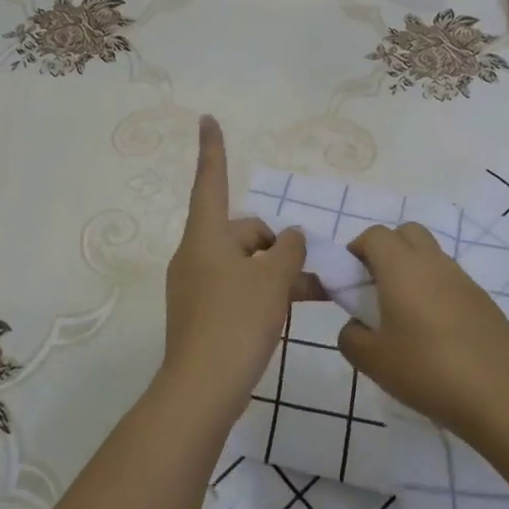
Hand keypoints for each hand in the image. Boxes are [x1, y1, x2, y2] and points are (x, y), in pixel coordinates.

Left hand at [161, 116, 309, 426]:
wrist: (202, 390)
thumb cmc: (236, 322)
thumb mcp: (273, 280)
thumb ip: (288, 251)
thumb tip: (291, 237)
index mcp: (205, 237)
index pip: (210, 181)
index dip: (211, 149)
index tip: (206, 118)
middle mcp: (196, 255)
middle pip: (241, 232)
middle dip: (275, 244)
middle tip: (307, 269)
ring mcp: (196, 286)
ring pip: (244, 264)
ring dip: (275, 272)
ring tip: (312, 291)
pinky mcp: (202, 314)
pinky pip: (238, 289)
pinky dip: (263, 292)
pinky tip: (290, 310)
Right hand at [338, 222, 508, 440]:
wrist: (502, 396)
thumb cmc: (428, 371)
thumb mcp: (373, 361)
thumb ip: (351, 338)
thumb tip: (357, 327)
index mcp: (401, 267)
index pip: (374, 236)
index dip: (356, 251)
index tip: (349, 281)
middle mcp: (433, 263)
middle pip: (406, 233)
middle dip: (386, 251)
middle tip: (375, 289)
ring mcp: (463, 280)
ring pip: (431, 256)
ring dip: (412, 272)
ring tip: (404, 317)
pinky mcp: (484, 301)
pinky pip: (450, 282)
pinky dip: (436, 292)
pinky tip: (435, 335)